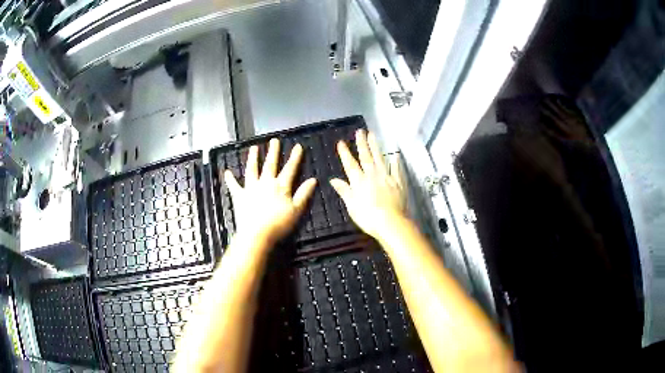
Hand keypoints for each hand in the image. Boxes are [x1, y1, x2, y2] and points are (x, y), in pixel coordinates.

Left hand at [224, 138, 316, 245]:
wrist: (257, 234)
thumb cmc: (279, 224)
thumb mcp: (297, 210)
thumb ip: (304, 194)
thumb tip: (313, 180)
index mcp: (280, 186)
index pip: (290, 169)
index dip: (295, 158)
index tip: (298, 146)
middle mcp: (265, 183)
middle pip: (270, 165)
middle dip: (273, 152)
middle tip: (274, 141)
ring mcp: (251, 188)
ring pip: (252, 170)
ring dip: (253, 158)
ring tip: (254, 148)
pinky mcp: (239, 196)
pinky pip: (234, 186)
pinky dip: (230, 179)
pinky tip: (227, 172)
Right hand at [330, 130, 406, 237]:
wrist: (390, 222)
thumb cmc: (368, 217)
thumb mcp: (352, 206)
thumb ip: (344, 191)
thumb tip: (333, 180)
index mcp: (359, 181)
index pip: (350, 164)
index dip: (345, 153)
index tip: (341, 142)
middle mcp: (372, 175)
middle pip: (366, 157)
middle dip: (361, 143)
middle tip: (360, 131)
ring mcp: (386, 177)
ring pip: (380, 159)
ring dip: (375, 146)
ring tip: (373, 135)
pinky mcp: (398, 183)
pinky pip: (396, 170)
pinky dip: (395, 162)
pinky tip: (394, 155)